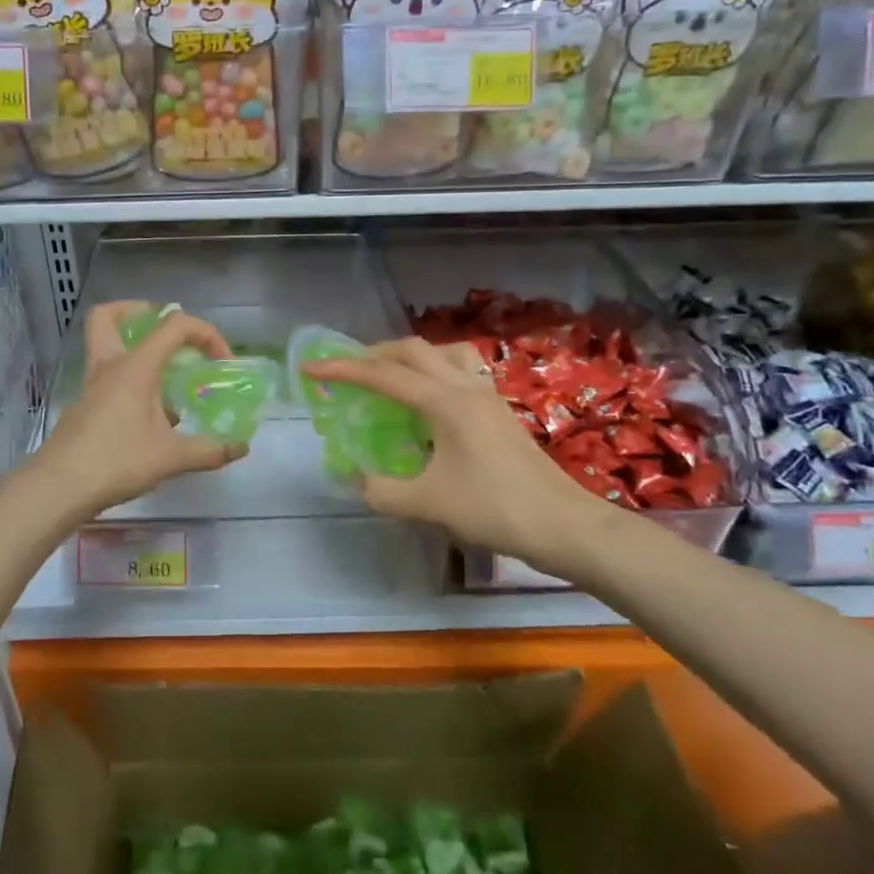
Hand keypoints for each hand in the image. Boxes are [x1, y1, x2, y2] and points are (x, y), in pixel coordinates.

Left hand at [28, 300, 249, 517]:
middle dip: (139, 313)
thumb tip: (240, 448)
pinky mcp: (83, 407)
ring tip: (164, 375)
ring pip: (104, 345)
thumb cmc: (116, 462)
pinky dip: (128, 381)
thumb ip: (209, 450)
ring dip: (133, 347)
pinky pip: (107, 377)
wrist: (59, 488)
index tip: (222, 362)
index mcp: (135, 366)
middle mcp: (109, 366)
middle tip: (166, 334)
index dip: (206, 333)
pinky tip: (147, 414)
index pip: (174, 325)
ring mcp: (91, 386)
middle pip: (109, 316)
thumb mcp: (170, 458)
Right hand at [302, 337, 633, 578]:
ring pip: (442, 353)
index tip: (311, 368)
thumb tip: (356, 479)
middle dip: (373, 353)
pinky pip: (459, 371)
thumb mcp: (428, 505)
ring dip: (408, 356)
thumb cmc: (495, 509)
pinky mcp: (498, 409)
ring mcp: (486, 394)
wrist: (562, 524)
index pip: (383, 375)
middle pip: (413, 350)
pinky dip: (433, 371)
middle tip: (346, 370)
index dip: (343, 369)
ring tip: (388, 376)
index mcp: (444, 402)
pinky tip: (428, 402)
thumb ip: (382, 491)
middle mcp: (465, 386)